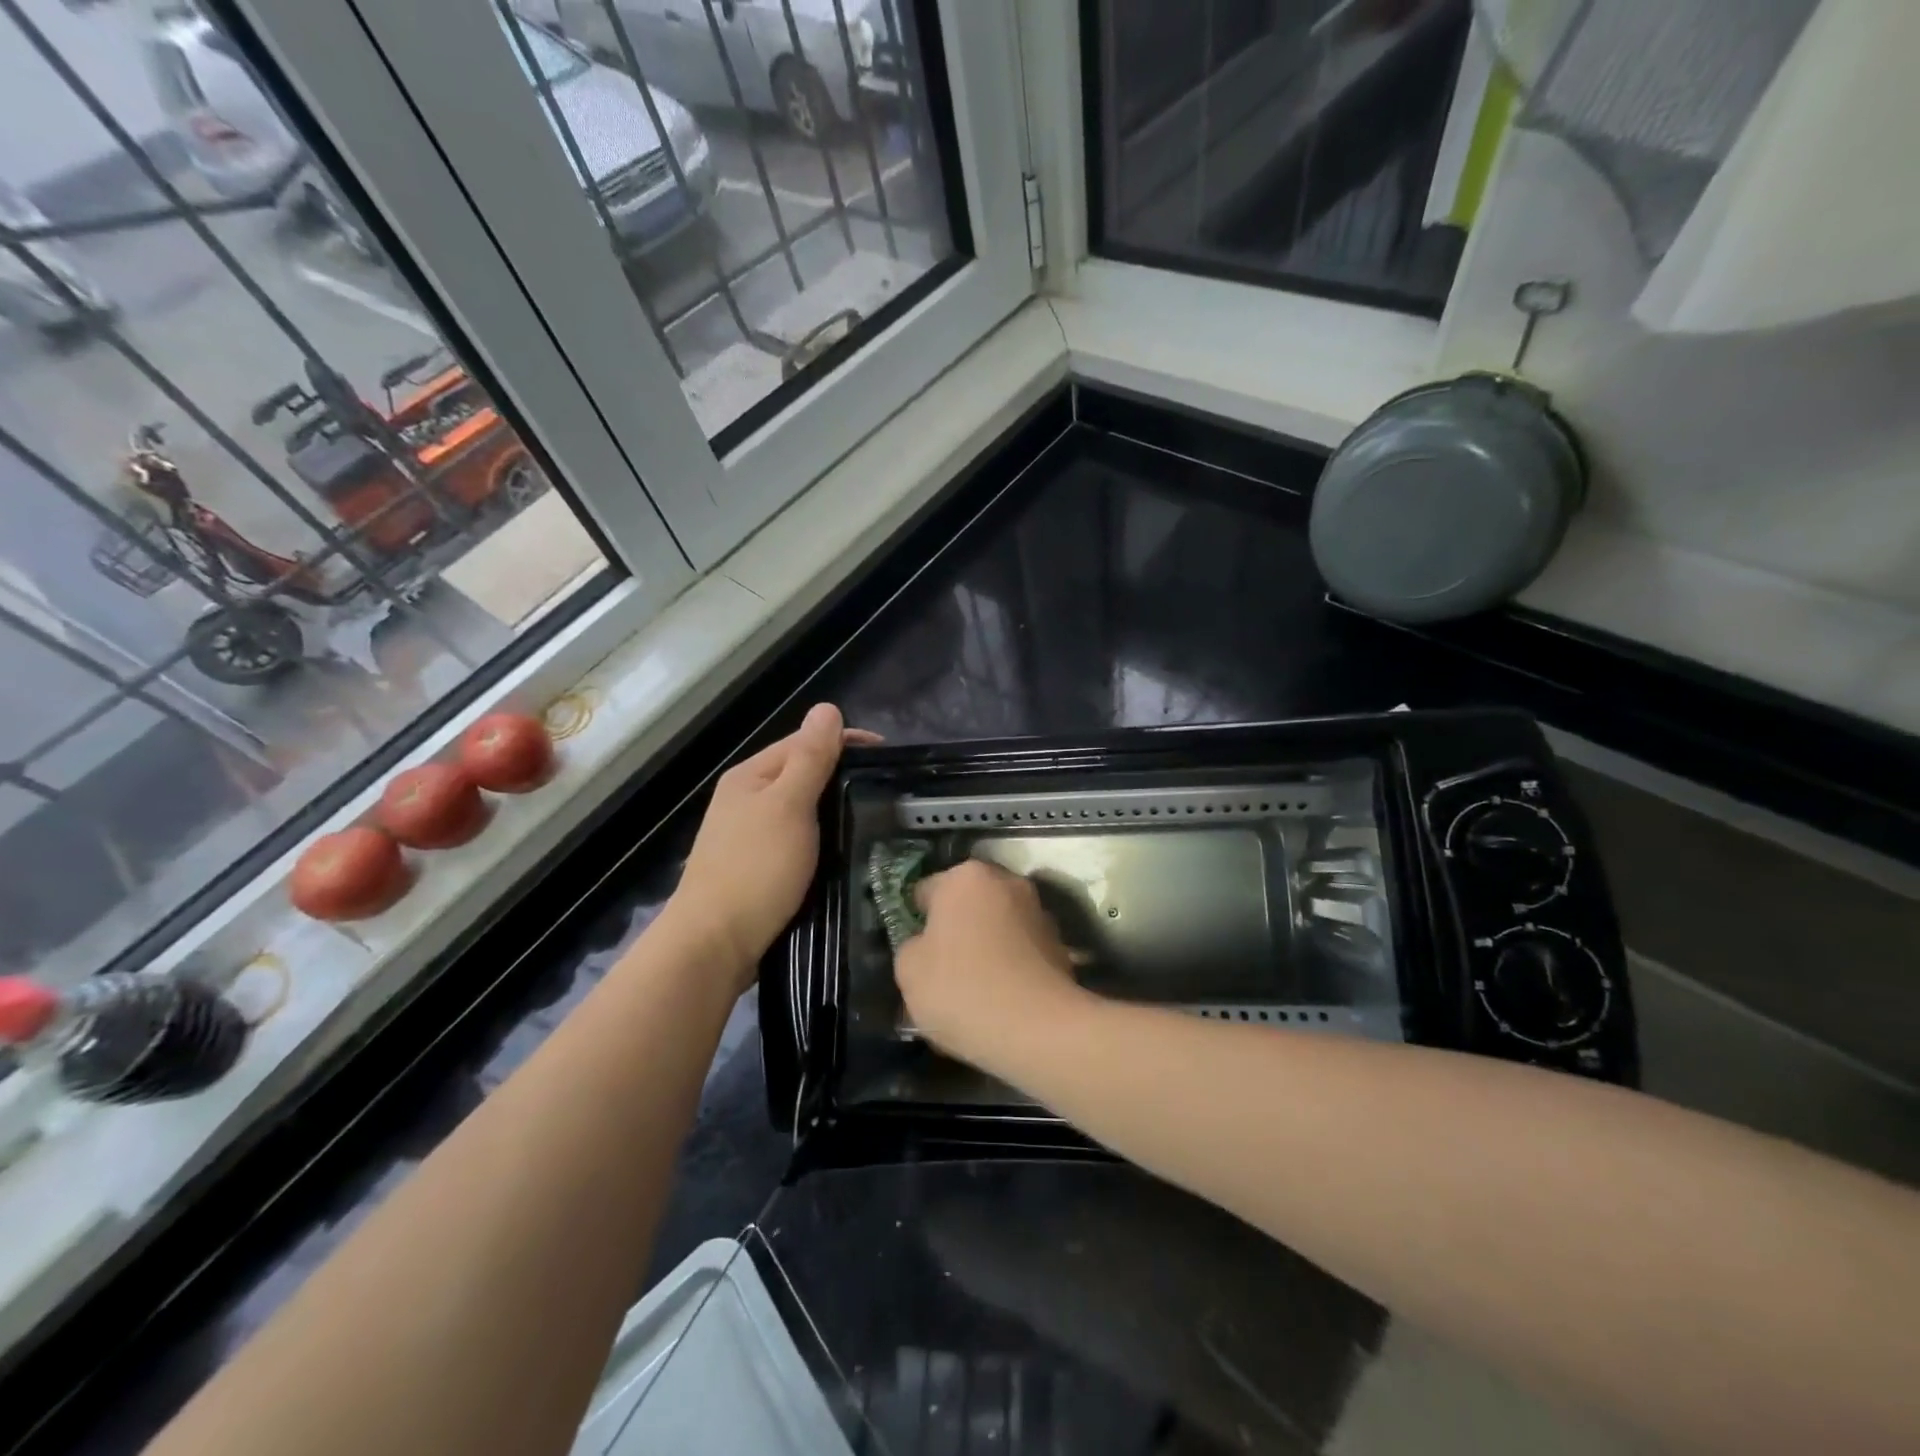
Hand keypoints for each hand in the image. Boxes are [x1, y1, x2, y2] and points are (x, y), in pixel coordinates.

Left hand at [670, 703, 880, 991]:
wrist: (713, 945)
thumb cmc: (755, 869)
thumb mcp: (789, 806)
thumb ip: (810, 759)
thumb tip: (827, 708)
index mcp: (751, 776)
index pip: (804, 742)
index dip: (845, 742)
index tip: (887, 757)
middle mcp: (746, 799)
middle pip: (801, 774)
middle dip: (841, 775)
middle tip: (885, 791)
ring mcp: (749, 835)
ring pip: (801, 809)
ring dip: (833, 808)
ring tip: (872, 818)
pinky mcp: (757, 867)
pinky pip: (797, 838)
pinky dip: (821, 837)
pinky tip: (840, 850)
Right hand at [895, 860, 1088, 1070]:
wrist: (1037, 1027)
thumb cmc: (961, 988)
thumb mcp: (908, 970)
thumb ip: (913, 946)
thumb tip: (927, 945)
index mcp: (965, 877)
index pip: (926, 890)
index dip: (917, 921)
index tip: (916, 953)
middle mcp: (1006, 881)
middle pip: (968, 903)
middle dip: (957, 928)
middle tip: (943, 969)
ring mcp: (1039, 911)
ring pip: (999, 925)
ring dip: (988, 945)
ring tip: (976, 989)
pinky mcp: (1061, 944)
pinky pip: (1022, 950)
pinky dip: (1012, 965)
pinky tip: (1003, 999)